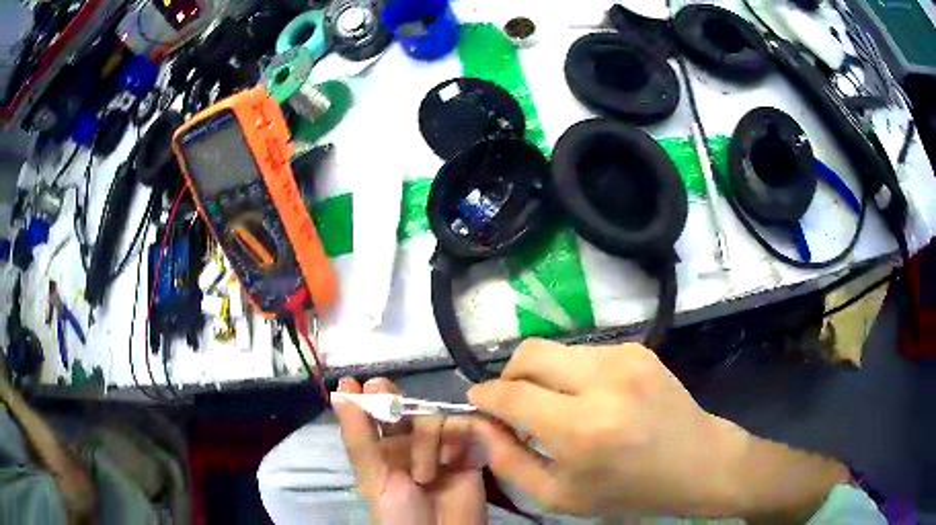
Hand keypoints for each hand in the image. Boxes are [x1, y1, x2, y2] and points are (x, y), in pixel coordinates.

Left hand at [334, 377, 486, 524]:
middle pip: (404, 406)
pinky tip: (451, 462)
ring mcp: (440, 447)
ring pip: (432, 417)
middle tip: (388, 402)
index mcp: (382, 448)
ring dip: (427, 442)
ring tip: (426, 475)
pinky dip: (456, 441)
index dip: (370, 395)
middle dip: (395, 402)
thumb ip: (357, 433)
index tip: (362, 385)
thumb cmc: (398, 511)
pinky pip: (463, 427)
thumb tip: (340, 386)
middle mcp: (409, 444)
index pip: (375, 411)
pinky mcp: (468, 452)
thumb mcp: (372, 475)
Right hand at [468, 340, 849, 519]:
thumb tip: (479, 424)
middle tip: (511, 403)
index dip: (484, 396)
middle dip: (508, 375)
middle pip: (529, 353)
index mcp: (583, 428)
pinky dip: (572, 373)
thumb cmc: (629, 491)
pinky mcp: (639, 349)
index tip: (476, 403)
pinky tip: (588, 399)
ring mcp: (626, 358)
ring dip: (543, 376)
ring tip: (555, 407)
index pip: (511, 394)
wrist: (698, 463)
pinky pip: (585, 353)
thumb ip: (509, 460)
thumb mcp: (559, 496)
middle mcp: (604, 381)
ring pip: (556, 350)